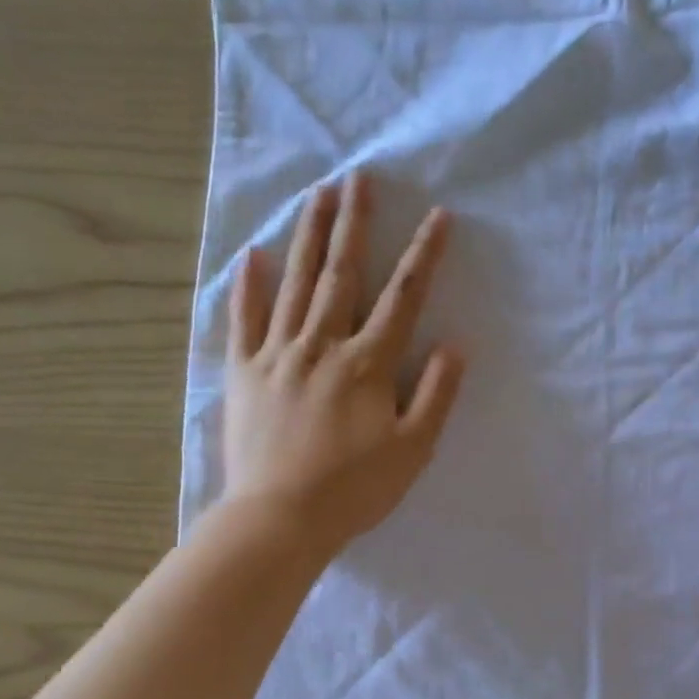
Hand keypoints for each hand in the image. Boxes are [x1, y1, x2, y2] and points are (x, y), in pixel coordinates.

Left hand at [222, 172, 464, 555]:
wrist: (280, 519)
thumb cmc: (354, 490)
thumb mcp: (413, 449)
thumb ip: (436, 395)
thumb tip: (454, 345)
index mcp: (366, 364)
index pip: (402, 298)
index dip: (423, 256)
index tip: (438, 216)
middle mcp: (321, 346)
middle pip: (341, 274)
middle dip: (353, 224)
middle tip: (357, 178)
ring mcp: (276, 356)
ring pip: (294, 284)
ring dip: (307, 237)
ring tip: (316, 195)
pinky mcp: (243, 374)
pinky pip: (244, 321)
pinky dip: (248, 287)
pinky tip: (252, 255)